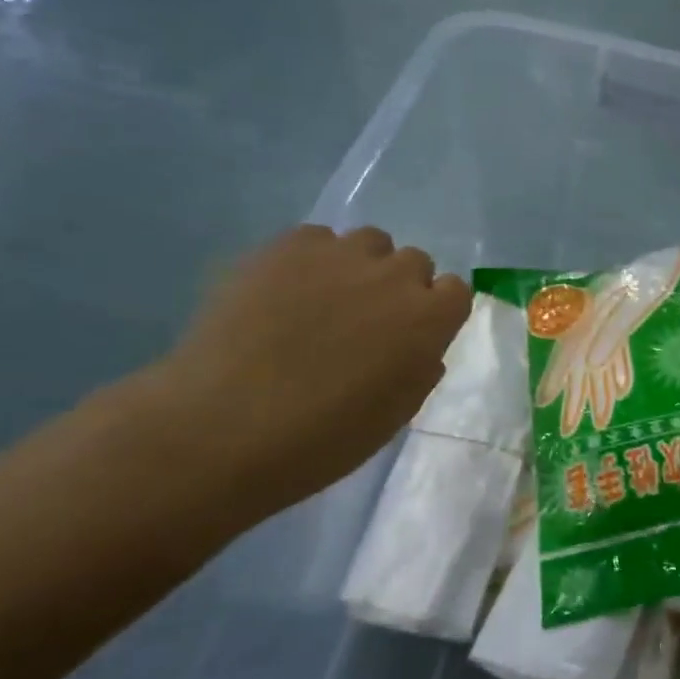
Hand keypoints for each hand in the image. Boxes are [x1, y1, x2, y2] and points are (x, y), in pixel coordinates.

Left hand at [147, 226, 470, 515]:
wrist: (223, 426)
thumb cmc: (321, 438)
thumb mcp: (394, 415)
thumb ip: (420, 368)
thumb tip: (419, 345)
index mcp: (429, 319)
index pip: (456, 291)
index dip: (435, 313)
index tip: (411, 337)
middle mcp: (394, 275)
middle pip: (414, 262)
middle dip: (398, 288)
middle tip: (364, 323)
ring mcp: (340, 254)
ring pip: (369, 243)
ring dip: (360, 267)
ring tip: (323, 302)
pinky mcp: (288, 245)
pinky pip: (317, 240)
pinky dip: (311, 261)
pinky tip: (284, 294)